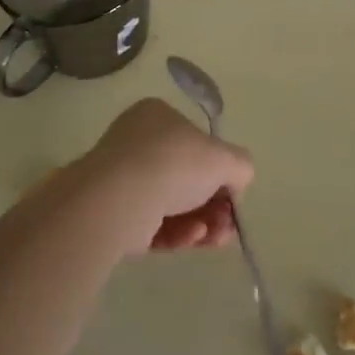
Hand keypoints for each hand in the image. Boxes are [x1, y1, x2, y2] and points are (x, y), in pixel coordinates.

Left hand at [70, 97, 254, 255]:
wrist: (120, 199)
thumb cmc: (174, 163)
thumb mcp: (224, 158)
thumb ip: (240, 166)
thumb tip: (237, 181)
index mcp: (157, 116)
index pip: (196, 142)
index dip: (219, 169)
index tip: (234, 194)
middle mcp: (136, 143)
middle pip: (186, 178)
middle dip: (213, 205)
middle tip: (229, 225)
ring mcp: (121, 180)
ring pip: (172, 205)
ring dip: (201, 223)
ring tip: (216, 239)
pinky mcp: (113, 216)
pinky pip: (153, 225)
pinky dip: (177, 233)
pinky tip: (193, 239)